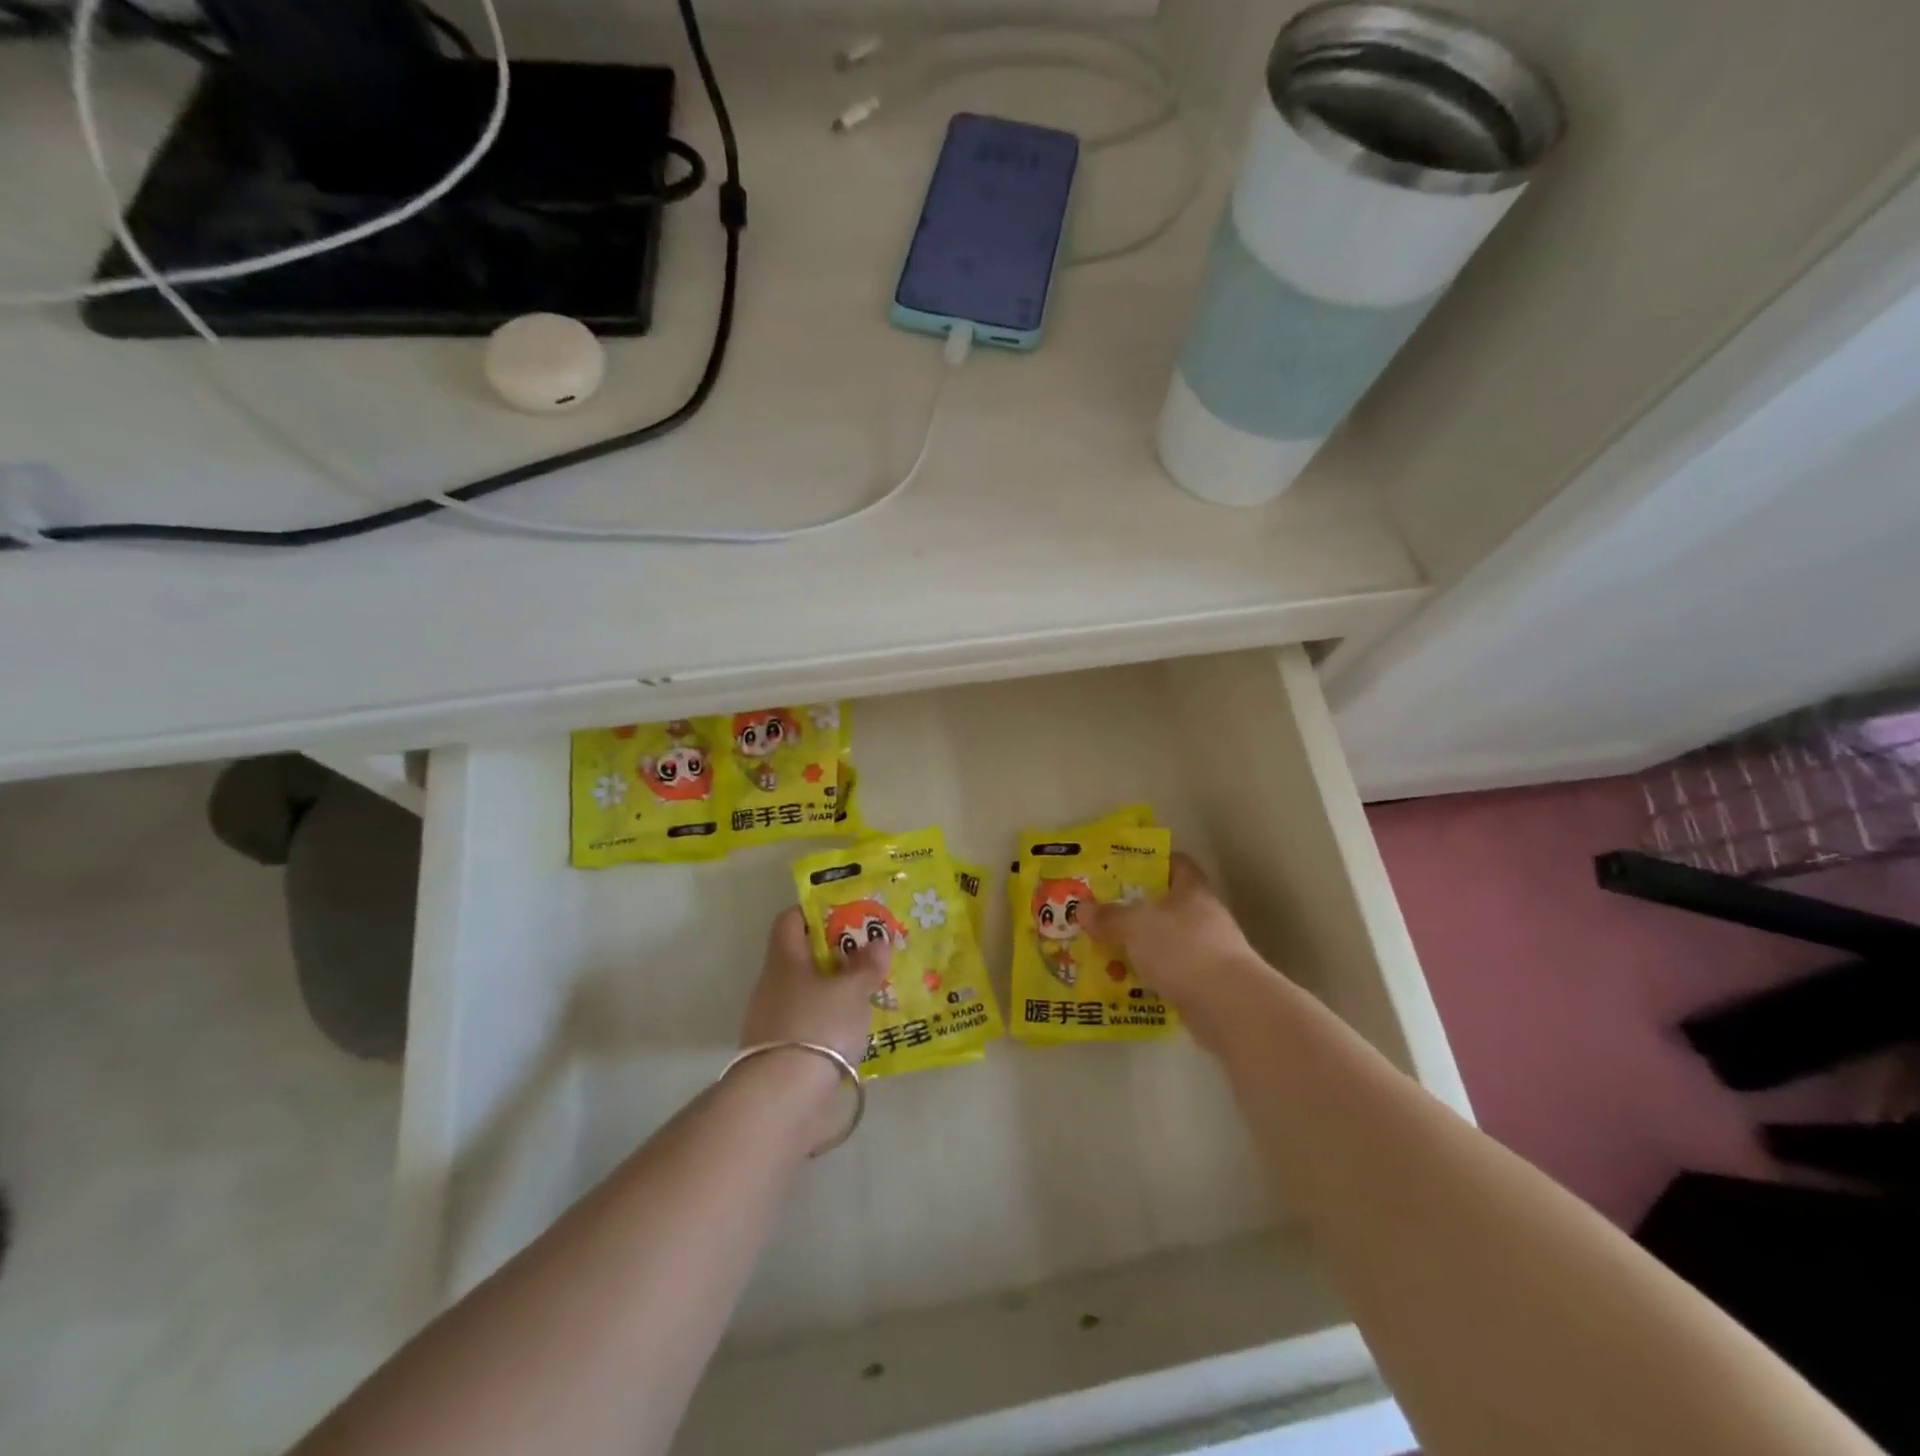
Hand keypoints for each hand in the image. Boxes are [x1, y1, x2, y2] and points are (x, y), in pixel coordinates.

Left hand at [740, 906, 889, 1067]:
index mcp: (784, 960)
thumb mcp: (851, 991)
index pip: (790, 920)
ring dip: (833, 990)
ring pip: (806, 993)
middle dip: (834, 953)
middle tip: (868, 953)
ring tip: (867, 992)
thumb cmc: (818, 1026)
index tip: (846, 913)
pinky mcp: (780, 1055)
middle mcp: (772, 986)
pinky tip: (853, 1030)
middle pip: (802, 957)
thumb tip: (878, 941)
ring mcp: (772, 1022)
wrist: (783, 1099)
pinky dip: (828, 1021)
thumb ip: (866, 965)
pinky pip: (808, 1024)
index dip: (815, 911)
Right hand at [1082, 854, 1275, 1051]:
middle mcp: (1204, 915)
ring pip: (1167, 941)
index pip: (1176, 863)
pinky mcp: (1207, 984)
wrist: (1228, 1004)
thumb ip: (1109, 916)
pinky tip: (1125, 982)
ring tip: (1106, 949)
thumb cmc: (1182, 948)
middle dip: (1136, 909)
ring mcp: (1209, 951)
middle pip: (1167, 904)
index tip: (1123, 869)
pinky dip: (1151, 976)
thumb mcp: (1135, 925)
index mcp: (1192, 889)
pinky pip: (1171, 973)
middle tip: (1103, 911)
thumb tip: (1082, 908)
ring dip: (1142, 946)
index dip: (1152, 861)